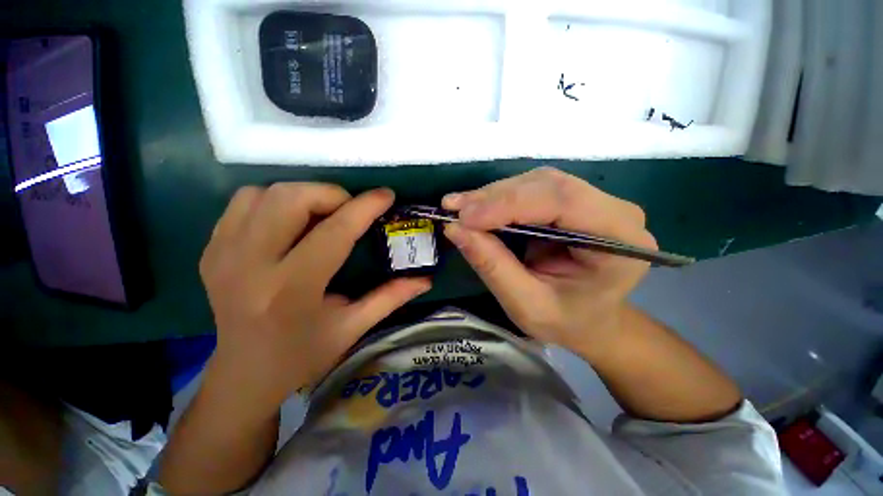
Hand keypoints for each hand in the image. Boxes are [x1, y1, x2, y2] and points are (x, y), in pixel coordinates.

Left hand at [199, 183, 430, 410]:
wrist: (243, 375)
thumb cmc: (303, 356)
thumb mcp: (353, 328)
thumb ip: (391, 298)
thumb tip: (425, 280)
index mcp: (291, 291)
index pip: (333, 233)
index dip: (364, 208)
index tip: (386, 195)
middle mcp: (249, 266)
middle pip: (290, 199)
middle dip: (331, 194)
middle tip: (350, 209)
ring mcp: (223, 255)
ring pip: (264, 193)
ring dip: (302, 195)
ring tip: (322, 214)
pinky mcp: (210, 250)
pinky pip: (243, 203)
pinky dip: (273, 201)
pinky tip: (291, 221)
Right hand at [441, 167, 654, 357]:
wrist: (590, 321)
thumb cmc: (567, 322)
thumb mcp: (527, 305)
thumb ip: (493, 266)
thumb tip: (455, 229)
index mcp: (620, 240)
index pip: (562, 201)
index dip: (508, 204)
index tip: (464, 218)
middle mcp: (613, 210)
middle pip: (547, 185)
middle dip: (495, 197)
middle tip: (454, 209)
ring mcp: (594, 201)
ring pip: (535, 182)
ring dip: (493, 195)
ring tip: (460, 209)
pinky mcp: (571, 202)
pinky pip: (531, 189)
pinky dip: (499, 198)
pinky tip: (476, 207)